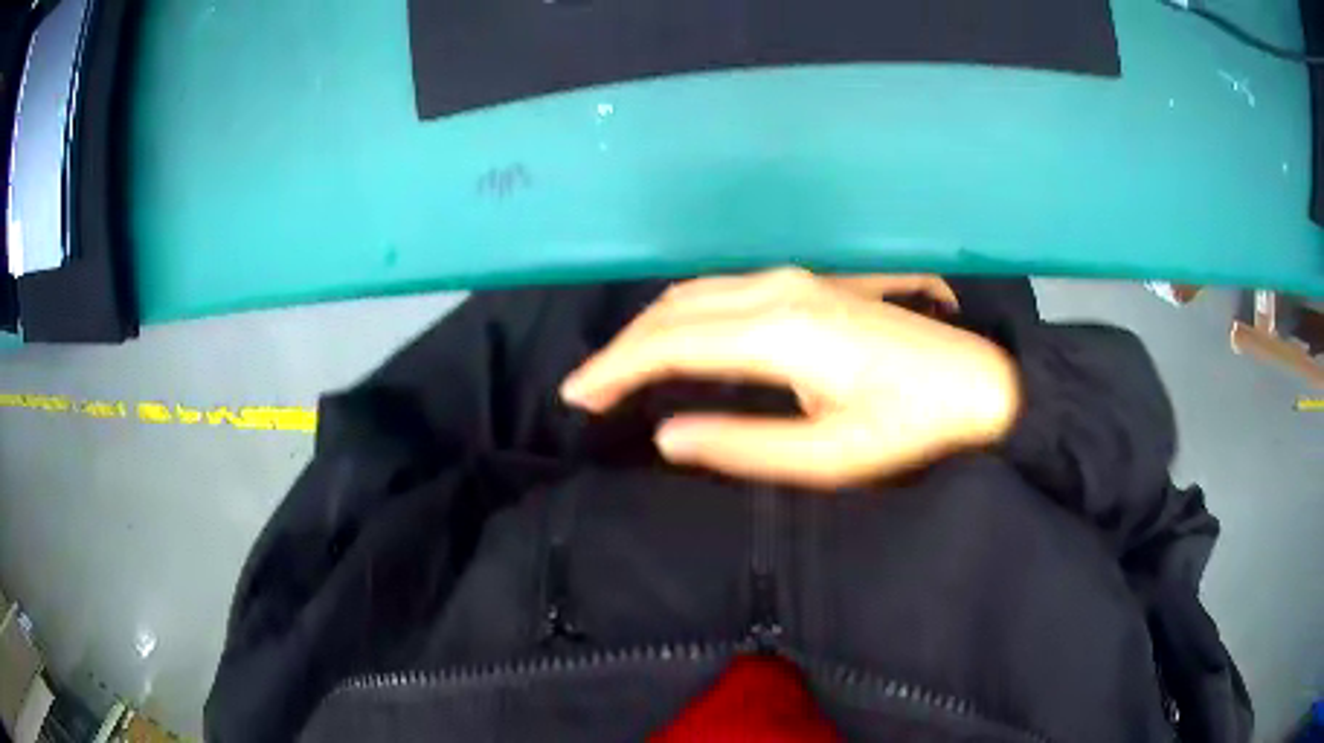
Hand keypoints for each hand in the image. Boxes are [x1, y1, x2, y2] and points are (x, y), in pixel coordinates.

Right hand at [560, 268, 1020, 488]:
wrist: (977, 383)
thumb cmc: (911, 427)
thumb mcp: (829, 457)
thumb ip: (742, 445)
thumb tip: (666, 436)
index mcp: (781, 332)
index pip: (671, 342)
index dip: (616, 368)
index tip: (577, 396)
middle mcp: (779, 290)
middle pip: (674, 309)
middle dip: (622, 348)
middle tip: (588, 390)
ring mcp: (795, 280)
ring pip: (695, 294)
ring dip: (650, 329)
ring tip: (619, 371)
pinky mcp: (809, 284)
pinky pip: (722, 292)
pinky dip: (683, 318)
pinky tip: (675, 343)